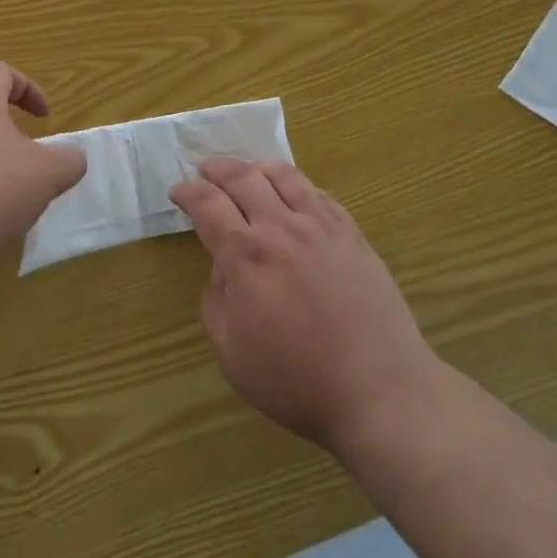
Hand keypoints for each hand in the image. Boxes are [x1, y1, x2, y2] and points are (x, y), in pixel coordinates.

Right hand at [170, 159, 441, 458]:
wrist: (378, 389)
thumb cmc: (296, 380)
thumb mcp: (232, 353)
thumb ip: (215, 301)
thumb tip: (222, 268)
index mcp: (245, 254)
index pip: (207, 204)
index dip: (187, 192)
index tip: (178, 191)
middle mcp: (280, 227)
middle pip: (242, 177)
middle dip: (217, 169)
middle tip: (205, 171)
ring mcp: (320, 226)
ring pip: (283, 175)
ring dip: (257, 167)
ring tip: (248, 173)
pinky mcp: (351, 233)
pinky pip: (318, 193)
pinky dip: (296, 185)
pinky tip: (293, 195)